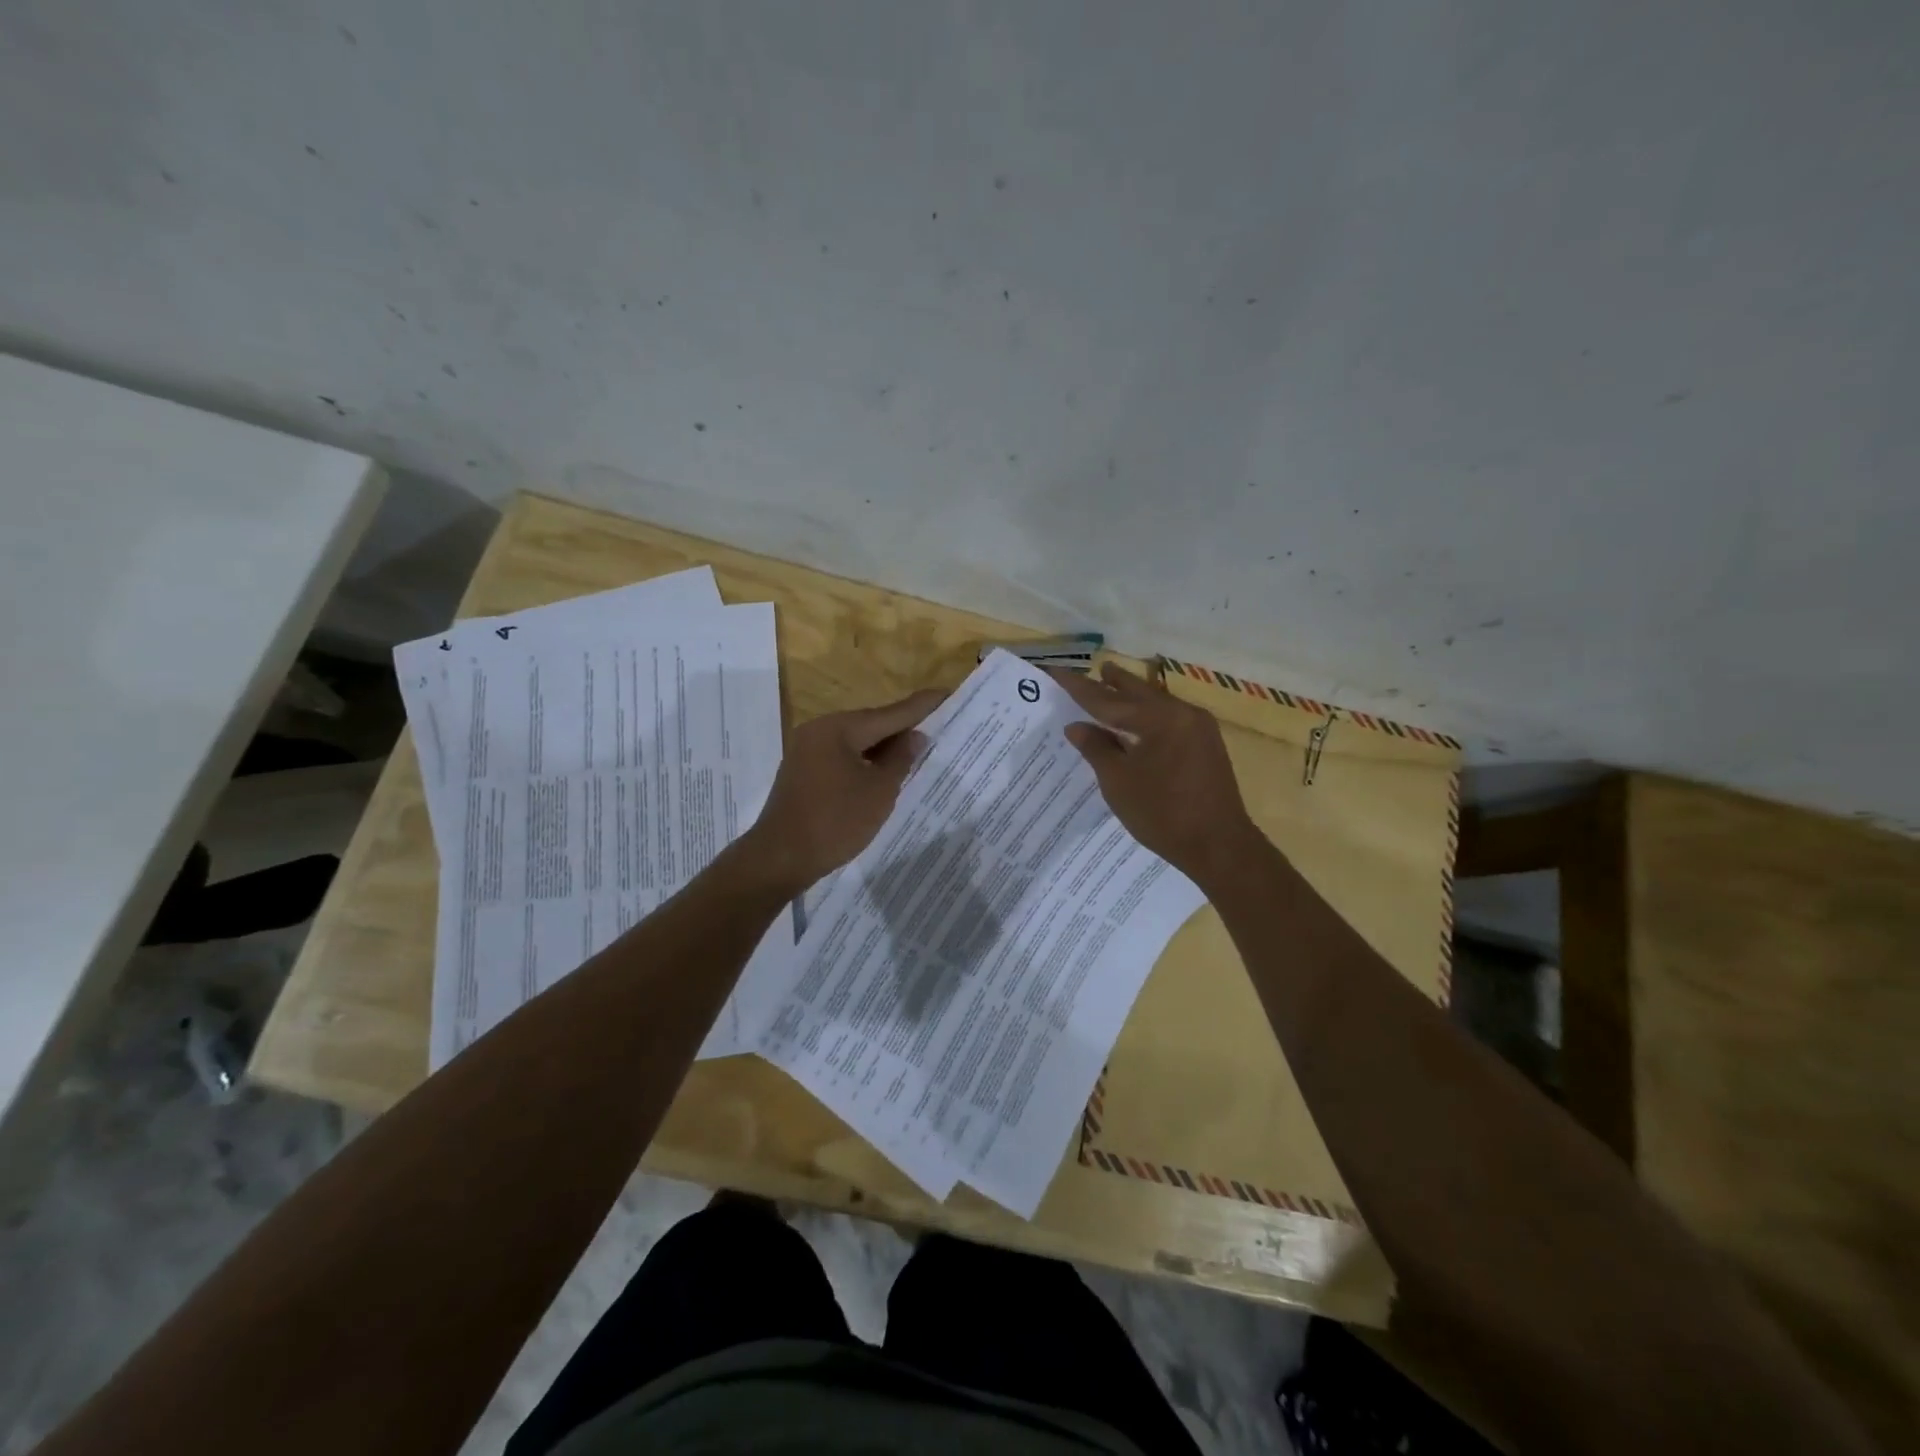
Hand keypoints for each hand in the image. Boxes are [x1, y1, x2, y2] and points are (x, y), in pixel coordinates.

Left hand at [744, 688, 945, 890]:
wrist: (781, 858)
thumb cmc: (835, 821)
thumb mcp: (879, 791)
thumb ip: (900, 759)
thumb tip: (916, 736)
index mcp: (838, 728)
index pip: (890, 713)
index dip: (921, 706)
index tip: (946, 694)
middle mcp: (819, 730)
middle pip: (871, 724)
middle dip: (903, 728)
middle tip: (937, 725)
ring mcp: (807, 750)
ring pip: (856, 742)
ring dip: (884, 747)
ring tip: (917, 750)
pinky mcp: (803, 771)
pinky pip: (841, 756)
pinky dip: (865, 761)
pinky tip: (883, 771)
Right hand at [1049, 662, 1258, 879]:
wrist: (1219, 846)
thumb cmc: (1163, 814)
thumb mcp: (1119, 782)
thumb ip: (1096, 749)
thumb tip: (1077, 726)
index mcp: (1159, 718)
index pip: (1108, 700)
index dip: (1078, 687)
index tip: (1056, 671)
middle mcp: (1182, 713)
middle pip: (1138, 692)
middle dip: (1113, 682)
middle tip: (1094, 668)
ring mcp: (1199, 728)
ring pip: (1156, 703)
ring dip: (1133, 695)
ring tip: (1113, 681)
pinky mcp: (1206, 744)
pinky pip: (1170, 717)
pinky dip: (1148, 713)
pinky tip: (1139, 717)